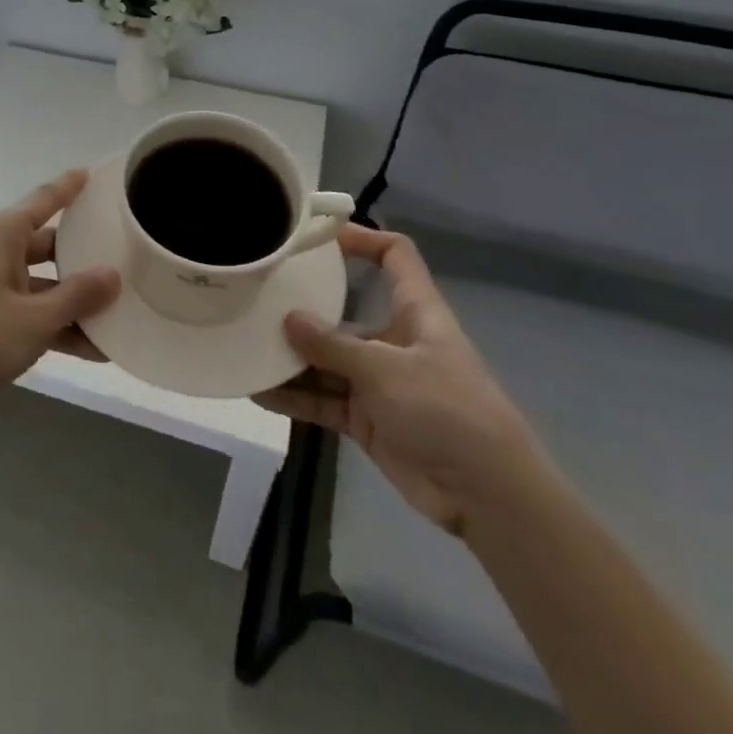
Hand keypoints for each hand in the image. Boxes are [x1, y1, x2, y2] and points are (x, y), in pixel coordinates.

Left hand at [0, 170, 119, 417]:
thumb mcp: (36, 317)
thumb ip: (78, 296)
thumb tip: (114, 275)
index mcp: (4, 234)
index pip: (44, 200)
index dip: (69, 187)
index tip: (95, 173)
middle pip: (51, 243)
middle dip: (85, 254)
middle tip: (126, 252)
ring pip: (47, 282)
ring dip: (78, 299)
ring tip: (123, 309)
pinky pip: (36, 309)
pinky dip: (60, 324)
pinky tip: (98, 349)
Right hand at [254, 224, 548, 538]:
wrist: (487, 497)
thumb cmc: (447, 411)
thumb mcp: (387, 370)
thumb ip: (333, 346)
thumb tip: (288, 319)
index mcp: (416, 312)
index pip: (395, 257)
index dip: (363, 238)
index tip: (316, 237)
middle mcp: (394, 340)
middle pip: (344, 312)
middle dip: (303, 308)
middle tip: (256, 298)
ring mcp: (379, 382)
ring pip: (326, 360)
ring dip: (290, 358)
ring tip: (245, 346)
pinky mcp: (367, 419)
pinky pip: (323, 400)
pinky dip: (294, 397)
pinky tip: (258, 392)